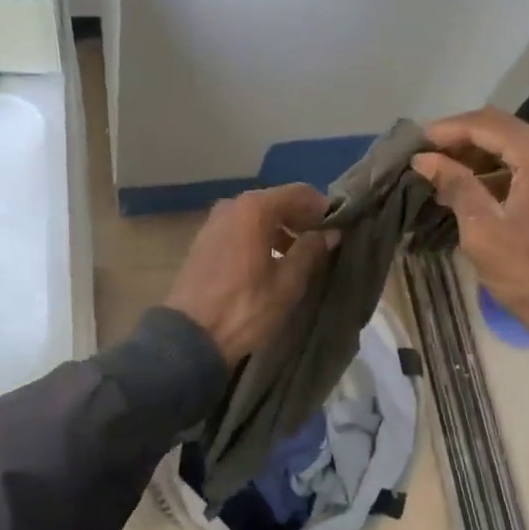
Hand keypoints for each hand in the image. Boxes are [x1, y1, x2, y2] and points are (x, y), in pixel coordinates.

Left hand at [164, 184, 337, 366]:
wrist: (190, 336)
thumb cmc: (245, 308)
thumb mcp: (287, 283)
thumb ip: (311, 251)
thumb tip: (330, 233)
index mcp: (255, 209)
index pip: (299, 193)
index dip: (321, 207)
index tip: (337, 227)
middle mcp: (232, 205)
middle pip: (276, 201)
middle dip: (301, 218)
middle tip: (321, 242)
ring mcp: (214, 220)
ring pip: (257, 215)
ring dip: (280, 228)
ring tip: (298, 255)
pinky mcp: (205, 238)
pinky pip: (240, 227)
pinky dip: (259, 235)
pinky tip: (270, 261)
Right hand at [413, 109, 528, 472]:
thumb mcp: (484, 230)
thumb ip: (455, 185)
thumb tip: (424, 158)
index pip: (484, 125)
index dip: (444, 131)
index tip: (411, 144)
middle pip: (499, 130)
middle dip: (458, 140)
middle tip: (421, 157)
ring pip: (511, 147)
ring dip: (474, 156)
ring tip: (436, 173)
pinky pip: (524, 166)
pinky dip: (494, 171)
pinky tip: (466, 189)